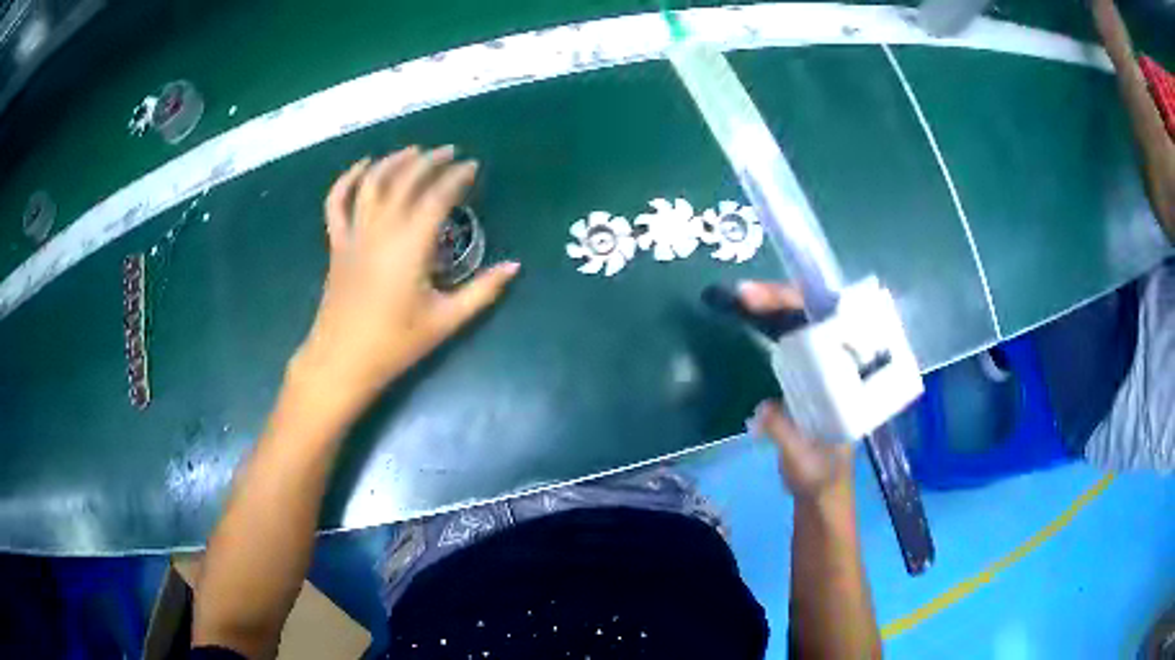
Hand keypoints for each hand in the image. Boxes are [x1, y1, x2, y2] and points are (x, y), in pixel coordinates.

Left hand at [291, 146, 519, 412]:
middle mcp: (382, 230)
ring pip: (372, 182)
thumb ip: (483, 291)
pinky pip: (337, 202)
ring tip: (414, 150)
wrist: (342, 361)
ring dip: (394, 160)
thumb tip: (515, 266)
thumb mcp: (446, 320)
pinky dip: (348, 179)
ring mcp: (355, 234)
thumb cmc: (395, 344)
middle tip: (451, 152)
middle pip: (406, 180)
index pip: (437, 197)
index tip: (473, 167)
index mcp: (411, 246)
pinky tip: (362, 165)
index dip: (457, 177)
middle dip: (430, 161)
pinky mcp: (337, 243)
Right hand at [738, 281, 853, 503]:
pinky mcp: (806, 378)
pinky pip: (790, 342)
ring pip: (801, 325)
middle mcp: (840, 366)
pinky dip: (769, 326)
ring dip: (773, 307)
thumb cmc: (820, 478)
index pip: (833, 328)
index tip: (773, 301)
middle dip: (782, 299)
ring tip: (743, 296)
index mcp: (851, 380)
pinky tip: (750, 317)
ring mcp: (823, 369)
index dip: (804, 309)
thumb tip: (765, 408)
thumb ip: (786, 435)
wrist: (820, 494)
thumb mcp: (804, 462)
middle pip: (815, 317)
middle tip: (744, 292)